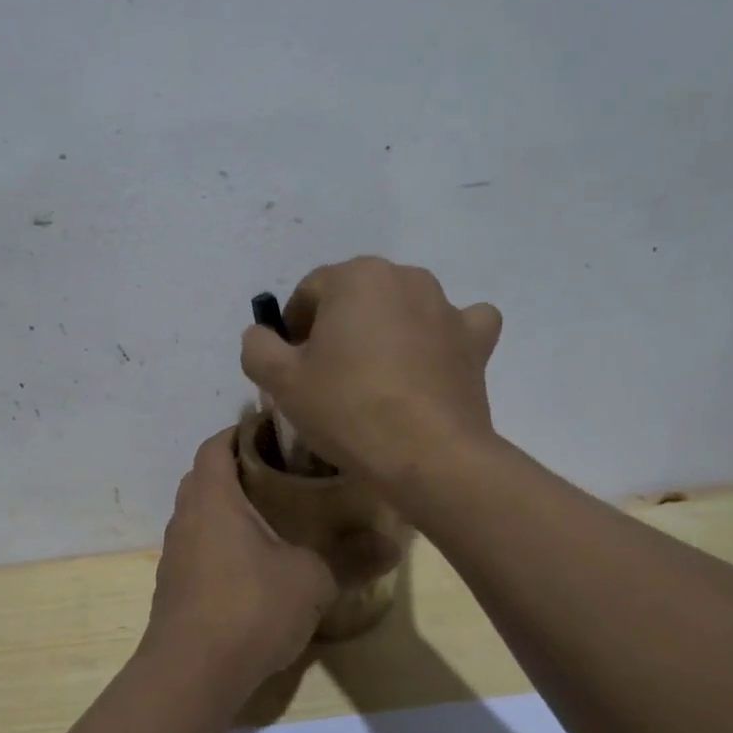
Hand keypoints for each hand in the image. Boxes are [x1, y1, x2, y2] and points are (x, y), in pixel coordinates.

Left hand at [145, 428, 337, 697]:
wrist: (191, 673)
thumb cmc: (250, 607)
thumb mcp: (311, 580)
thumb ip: (350, 558)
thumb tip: (393, 544)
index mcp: (213, 498)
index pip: (215, 445)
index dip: (239, 433)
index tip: (272, 434)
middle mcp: (186, 516)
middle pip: (205, 477)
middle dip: (236, 470)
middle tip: (279, 475)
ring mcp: (175, 552)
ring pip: (199, 514)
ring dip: (227, 509)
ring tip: (270, 518)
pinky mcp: (173, 585)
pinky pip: (196, 547)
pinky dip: (219, 543)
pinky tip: (250, 566)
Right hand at [239, 257, 502, 489]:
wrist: (427, 456)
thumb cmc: (347, 408)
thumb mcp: (280, 380)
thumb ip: (257, 346)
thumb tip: (261, 335)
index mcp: (355, 276)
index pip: (309, 293)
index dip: (293, 329)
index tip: (292, 367)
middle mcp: (404, 277)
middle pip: (355, 297)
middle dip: (338, 327)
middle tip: (328, 375)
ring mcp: (446, 306)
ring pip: (402, 308)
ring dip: (385, 330)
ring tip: (375, 378)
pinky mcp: (475, 340)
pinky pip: (457, 324)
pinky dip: (441, 337)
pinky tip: (430, 361)